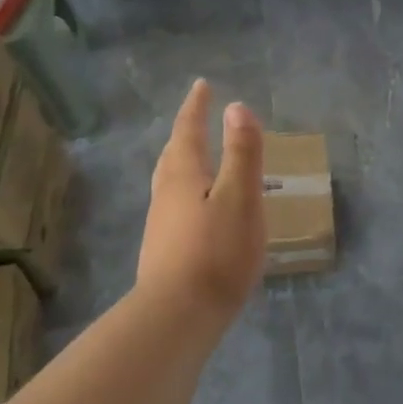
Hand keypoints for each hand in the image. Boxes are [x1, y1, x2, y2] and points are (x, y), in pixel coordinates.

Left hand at [136, 79, 265, 316]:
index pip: (188, 131)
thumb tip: (236, 107)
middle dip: (185, 133)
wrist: (177, 317)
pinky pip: (174, 205)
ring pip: (170, 181)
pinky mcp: (163, 251)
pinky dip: (187, 191)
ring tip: (196, 158)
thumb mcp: (240, 197)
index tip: (201, 86)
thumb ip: (241, 153)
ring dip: (183, 161)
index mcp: (184, 176)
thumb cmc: (216, 252)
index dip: (196, 107)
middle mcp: (166, 194)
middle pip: (173, 155)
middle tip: (195, 117)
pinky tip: (198, 210)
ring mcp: (161, 224)